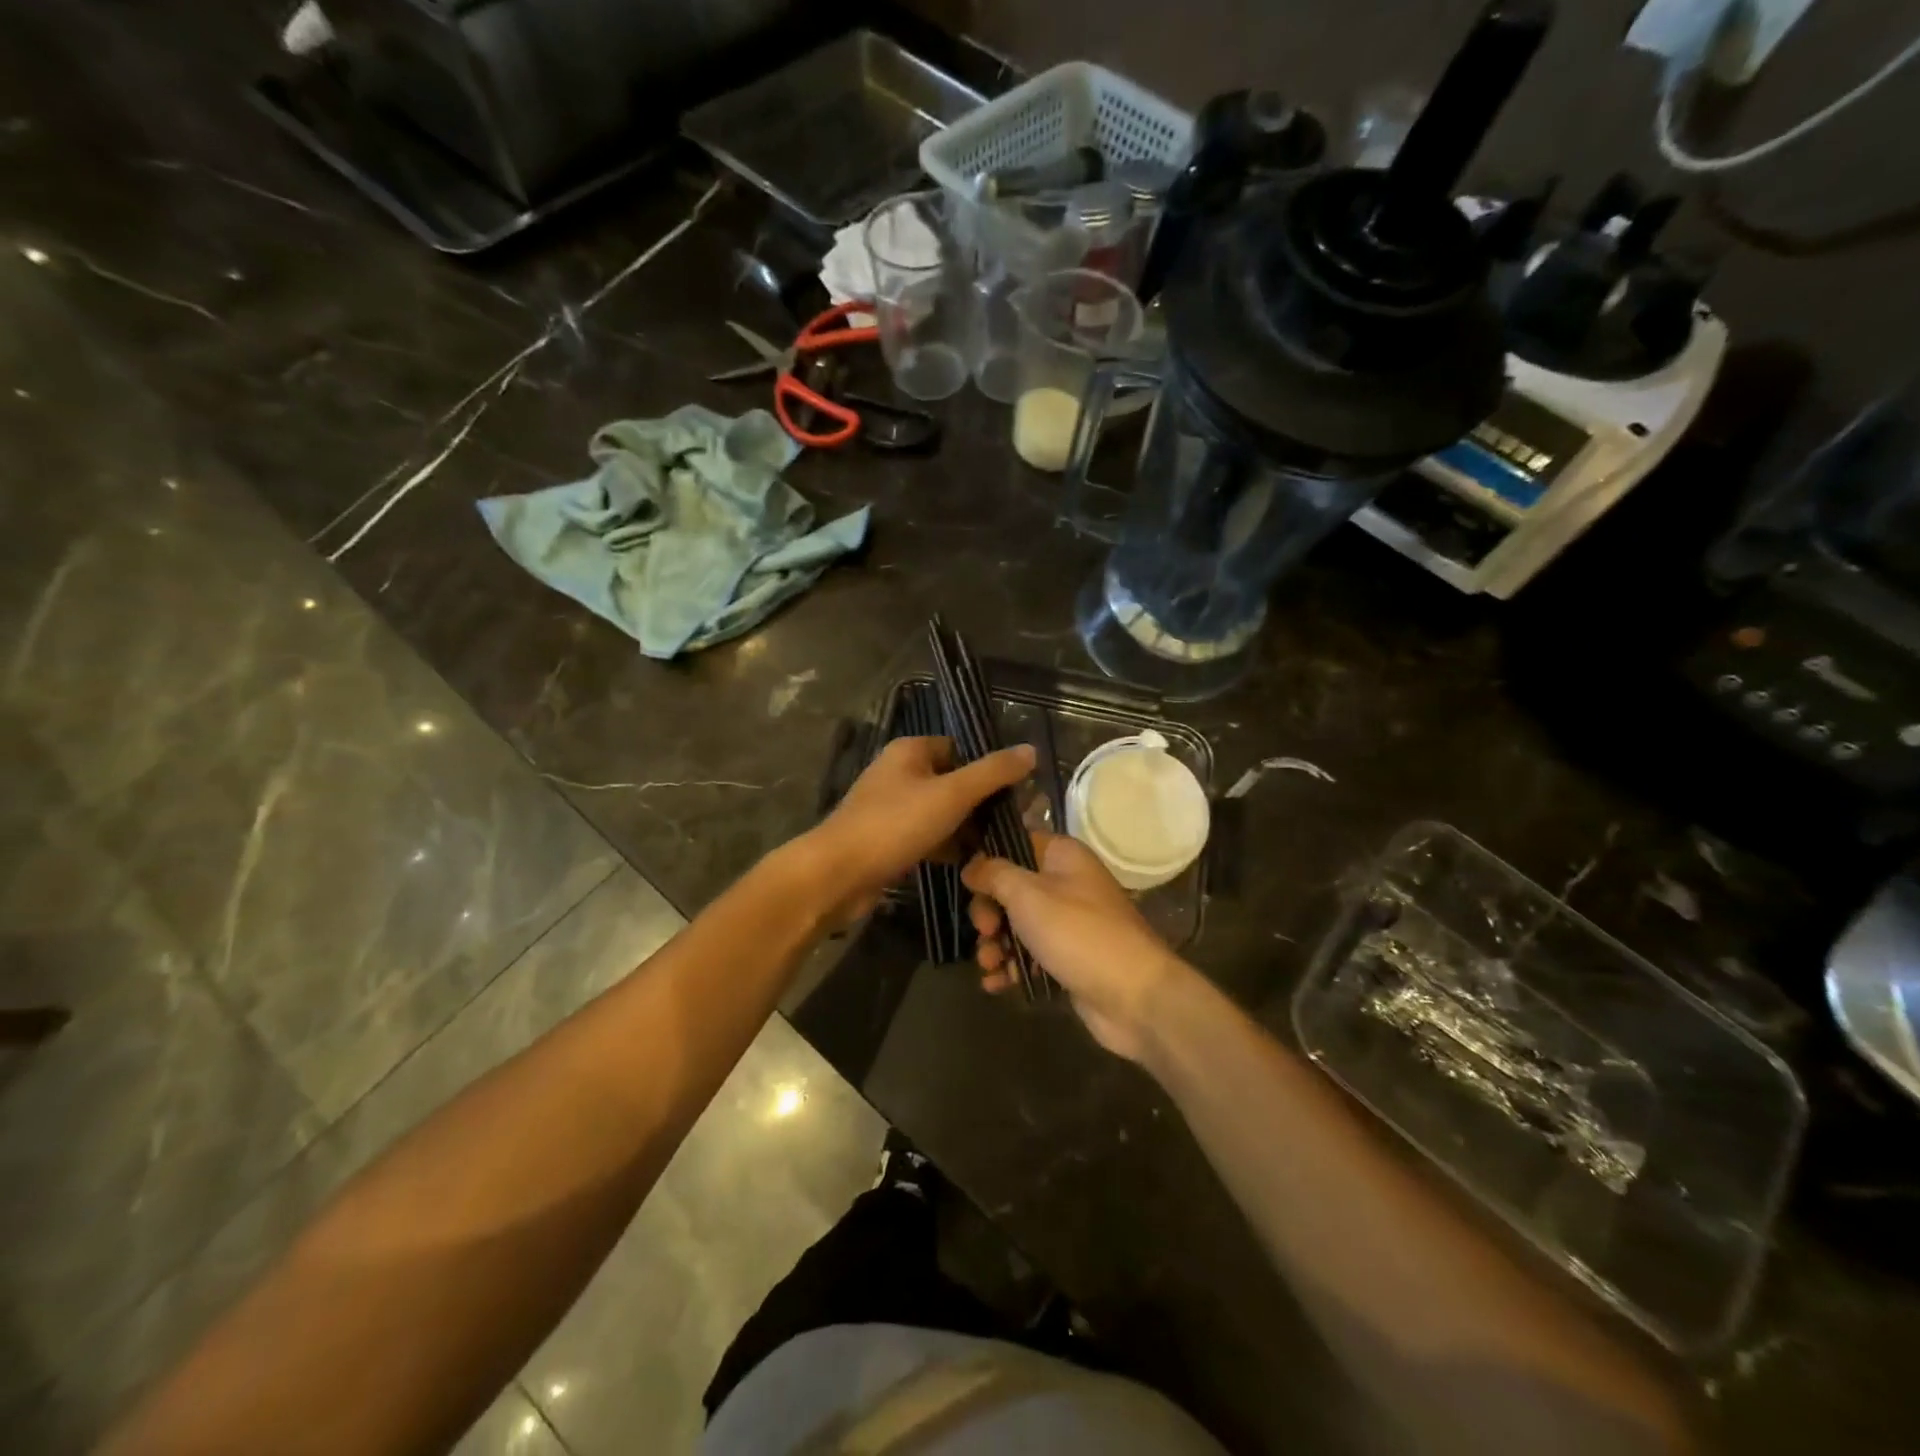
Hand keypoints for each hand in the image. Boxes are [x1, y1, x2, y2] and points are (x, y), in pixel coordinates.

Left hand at [800, 736, 1034, 929]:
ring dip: (966, 828)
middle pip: (952, 781)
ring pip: (940, 812)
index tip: (1017, 793)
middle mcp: (899, 773)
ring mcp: (890, 808)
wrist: (838, 874)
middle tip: (1014, 824)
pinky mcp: (887, 840)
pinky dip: (946, 847)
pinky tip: (971, 864)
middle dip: (981, 803)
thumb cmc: (895, 825)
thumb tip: (1031, 750)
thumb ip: (992, 772)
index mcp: (910, 751)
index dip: (988, 768)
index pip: (960, 749)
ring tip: (999, 847)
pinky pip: (926, 837)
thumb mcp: (952, 794)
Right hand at [963, 831, 1188, 1062]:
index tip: (968, 884)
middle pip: (1011, 889)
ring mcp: (1069, 924)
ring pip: (1017, 926)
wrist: (1135, 997)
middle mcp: (1067, 884)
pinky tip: (996, 984)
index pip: (1016, 844)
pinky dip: (1011, 968)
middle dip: (989, 912)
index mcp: (1063, 856)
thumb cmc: (1079, 934)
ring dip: (995, 945)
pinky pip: (1030, 957)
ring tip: (990, 965)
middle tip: (985, 931)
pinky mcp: (1068, 959)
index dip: (988, 862)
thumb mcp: (1028, 895)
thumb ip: (994, 874)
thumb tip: (971, 866)